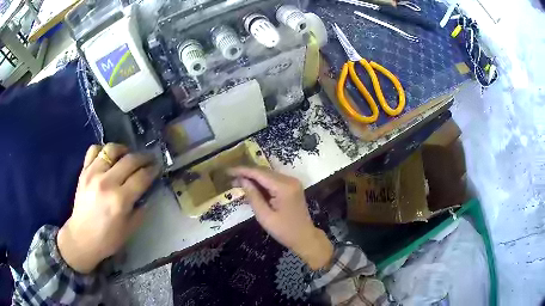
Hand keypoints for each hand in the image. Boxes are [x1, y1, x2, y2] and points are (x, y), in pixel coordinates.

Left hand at [57, 143, 158, 273]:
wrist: (82, 238)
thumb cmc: (108, 238)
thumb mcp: (130, 229)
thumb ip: (141, 209)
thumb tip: (148, 193)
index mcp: (120, 200)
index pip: (141, 177)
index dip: (152, 170)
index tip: (157, 167)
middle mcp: (107, 182)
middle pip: (130, 160)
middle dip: (144, 157)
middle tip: (149, 159)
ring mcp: (93, 174)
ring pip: (111, 149)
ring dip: (124, 150)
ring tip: (128, 155)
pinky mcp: (84, 172)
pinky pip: (94, 150)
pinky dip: (103, 150)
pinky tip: (108, 158)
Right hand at [229, 167, 333, 269]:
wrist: (304, 237)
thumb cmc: (284, 230)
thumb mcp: (265, 216)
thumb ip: (253, 196)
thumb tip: (242, 180)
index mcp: (284, 187)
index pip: (259, 173)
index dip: (243, 171)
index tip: (228, 171)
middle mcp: (290, 180)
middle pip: (264, 171)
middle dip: (247, 173)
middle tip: (231, 178)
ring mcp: (293, 182)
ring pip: (269, 174)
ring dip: (254, 177)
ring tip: (238, 182)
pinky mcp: (292, 186)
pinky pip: (274, 180)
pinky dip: (262, 182)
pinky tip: (252, 186)